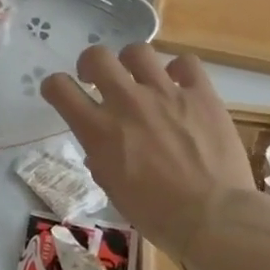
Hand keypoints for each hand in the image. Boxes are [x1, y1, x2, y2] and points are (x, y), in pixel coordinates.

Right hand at [40, 45, 255, 260]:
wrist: (214, 218)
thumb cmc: (157, 215)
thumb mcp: (114, 189)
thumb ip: (102, 160)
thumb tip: (102, 150)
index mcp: (99, 130)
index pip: (59, 88)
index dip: (55, 87)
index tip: (61, 93)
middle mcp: (127, 102)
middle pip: (96, 57)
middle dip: (91, 64)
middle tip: (98, 80)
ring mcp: (165, 93)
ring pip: (138, 51)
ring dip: (132, 63)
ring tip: (140, 79)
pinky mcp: (201, 94)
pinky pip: (186, 63)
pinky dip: (179, 70)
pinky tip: (180, 85)